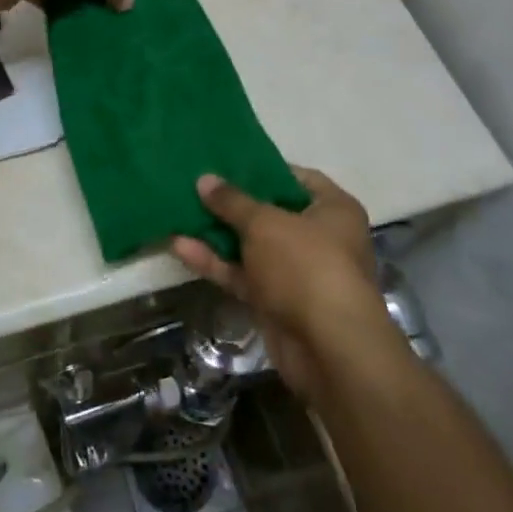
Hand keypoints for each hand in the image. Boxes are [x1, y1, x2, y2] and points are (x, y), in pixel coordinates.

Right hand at [172, 168, 396, 399]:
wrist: (329, 349)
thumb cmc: (306, 265)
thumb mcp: (265, 223)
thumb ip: (232, 201)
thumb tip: (205, 179)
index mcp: (333, 210)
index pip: (297, 178)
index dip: (263, 169)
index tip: (227, 162)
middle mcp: (320, 238)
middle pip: (270, 213)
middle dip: (233, 203)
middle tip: (195, 184)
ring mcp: (297, 273)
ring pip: (251, 246)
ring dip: (218, 234)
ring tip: (179, 211)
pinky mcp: (276, 302)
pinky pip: (242, 275)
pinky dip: (216, 263)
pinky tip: (180, 247)